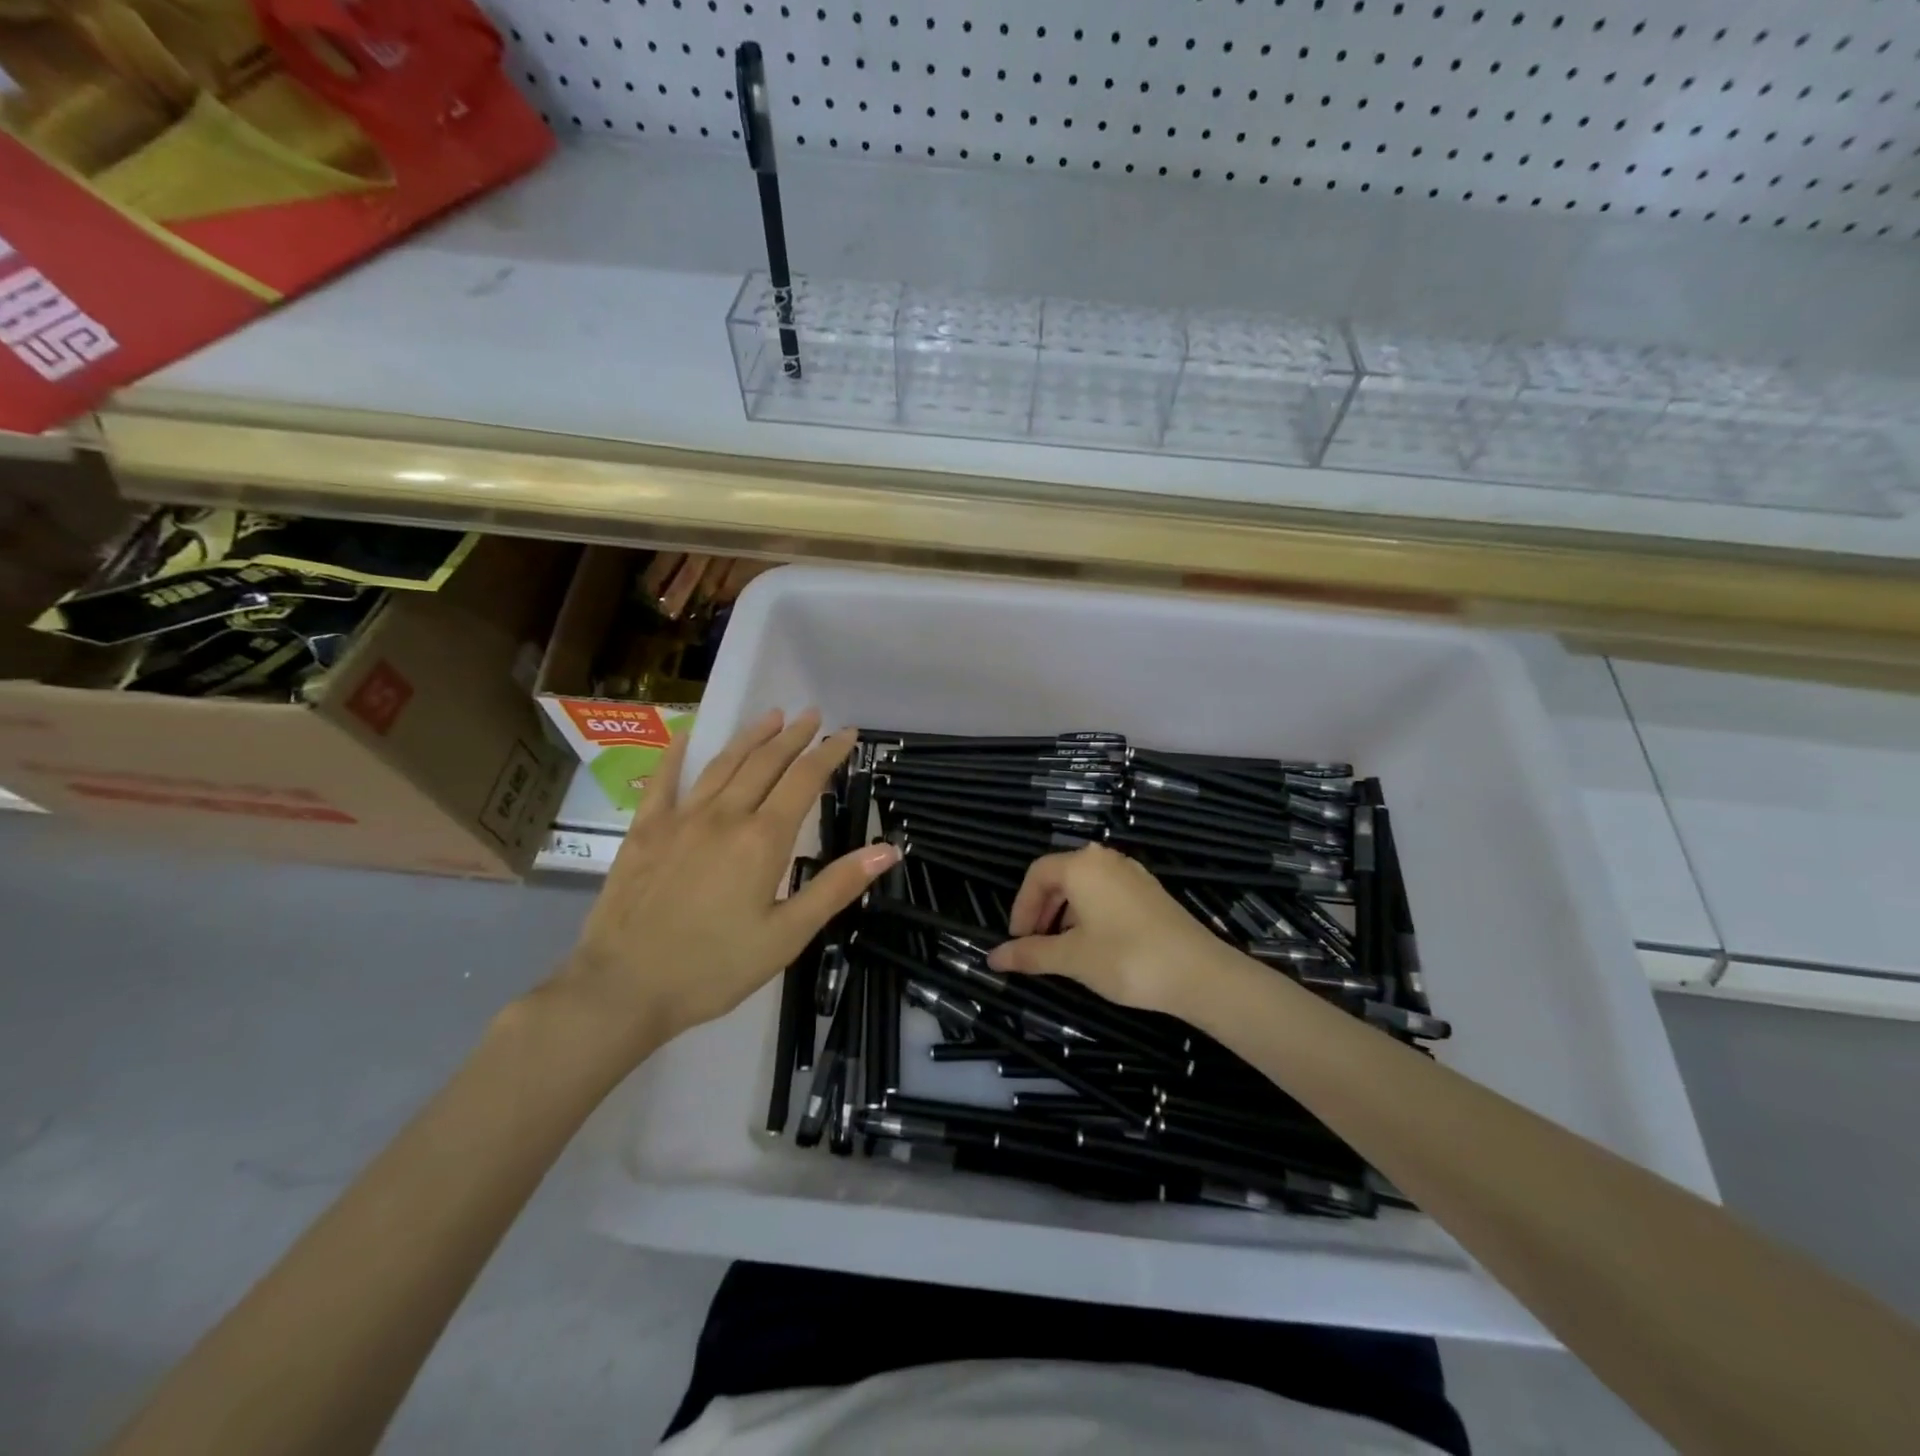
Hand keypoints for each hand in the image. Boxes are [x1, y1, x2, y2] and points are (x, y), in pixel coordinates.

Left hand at [554, 708, 898, 1060]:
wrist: (623, 988)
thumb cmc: (714, 967)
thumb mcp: (787, 935)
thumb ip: (836, 886)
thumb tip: (887, 849)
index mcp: (763, 839)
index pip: (805, 780)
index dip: (829, 752)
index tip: (848, 732)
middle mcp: (724, 816)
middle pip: (765, 762)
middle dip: (793, 735)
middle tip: (812, 714)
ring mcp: (680, 819)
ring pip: (723, 764)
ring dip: (750, 737)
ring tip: (771, 716)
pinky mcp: (644, 832)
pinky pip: (663, 782)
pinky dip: (677, 755)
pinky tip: (686, 737)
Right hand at [986, 843, 1233, 1016]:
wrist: (1198, 973)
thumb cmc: (1125, 959)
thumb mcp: (1071, 958)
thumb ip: (1030, 954)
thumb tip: (994, 957)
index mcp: (1081, 866)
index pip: (1037, 874)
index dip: (1021, 907)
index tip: (1018, 940)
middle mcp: (1105, 860)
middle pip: (1060, 877)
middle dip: (1041, 911)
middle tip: (1035, 946)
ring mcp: (1131, 874)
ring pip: (1084, 886)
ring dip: (1064, 914)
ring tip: (1062, 949)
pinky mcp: (1149, 891)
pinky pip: (1106, 893)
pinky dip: (1089, 913)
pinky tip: (1093, 944)